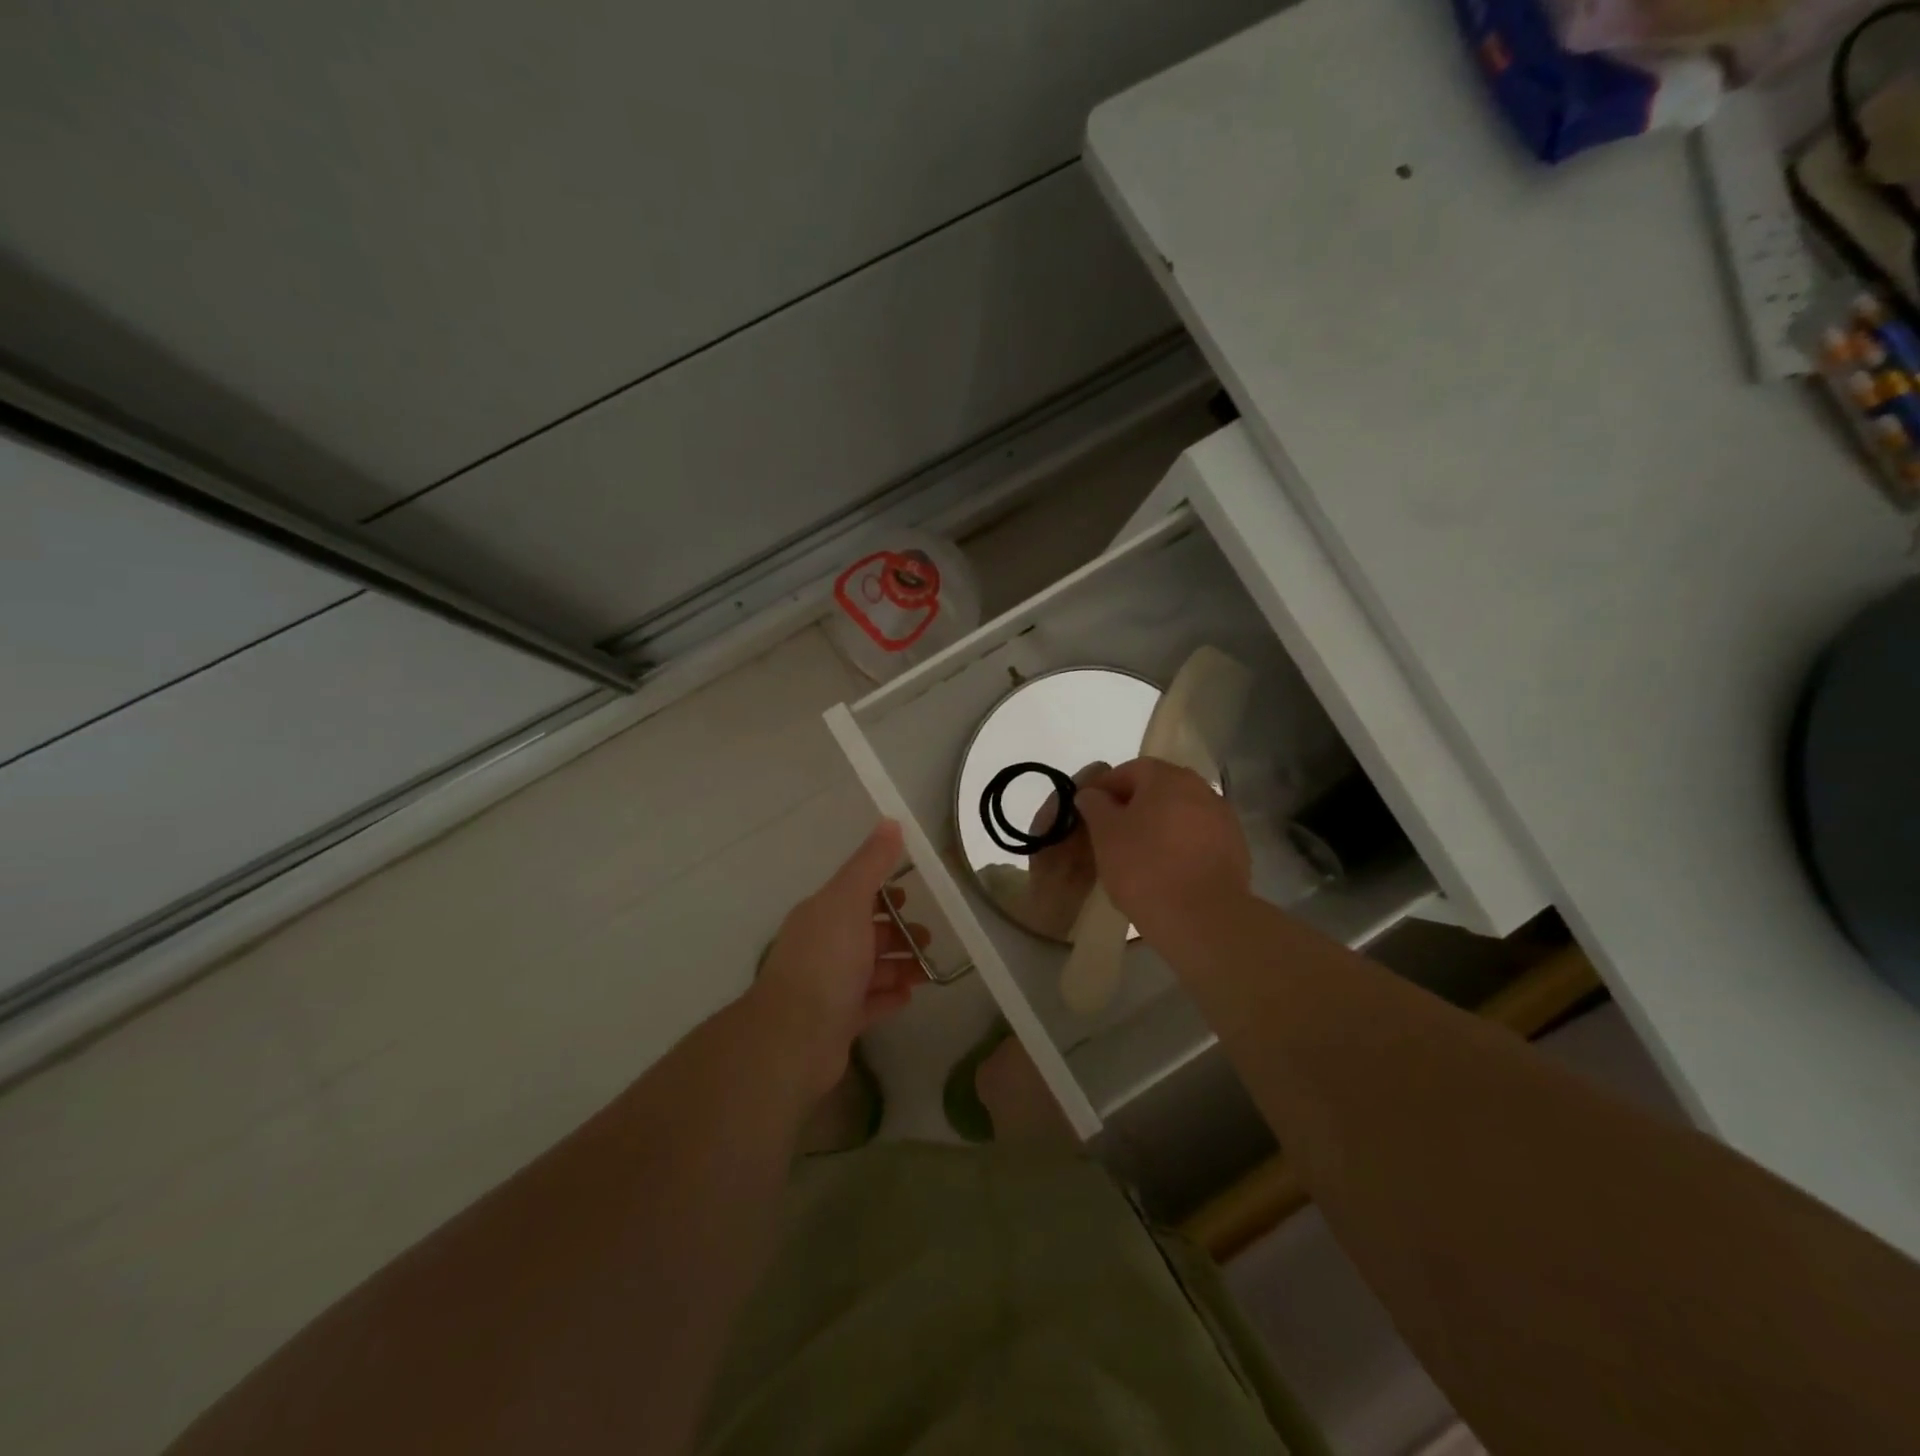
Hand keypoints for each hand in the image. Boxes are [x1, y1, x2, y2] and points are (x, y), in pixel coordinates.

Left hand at [750, 820, 926, 1097]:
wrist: (795, 1037)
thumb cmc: (825, 961)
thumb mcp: (849, 900)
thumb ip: (871, 863)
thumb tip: (891, 821)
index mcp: (822, 915)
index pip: (854, 896)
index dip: (883, 894)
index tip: (911, 897)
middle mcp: (822, 948)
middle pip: (865, 933)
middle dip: (898, 932)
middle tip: (928, 937)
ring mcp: (828, 987)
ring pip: (870, 969)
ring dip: (899, 965)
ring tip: (928, 968)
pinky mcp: (837, 1022)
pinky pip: (869, 1004)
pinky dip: (889, 997)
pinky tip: (910, 996)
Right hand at [1077, 758, 1251, 940]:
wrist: (1203, 918)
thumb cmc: (1145, 868)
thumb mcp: (1105, 834)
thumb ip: (1095, 805)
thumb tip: (1091, 793)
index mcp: (1167, 778)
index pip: (1130, 770)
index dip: (1106, 788)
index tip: (1090, 812)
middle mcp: (1201, 789)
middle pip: (1159, 789)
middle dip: (1134, 807)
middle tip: (1112, 834)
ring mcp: (1223, 819)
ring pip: (1181, 814)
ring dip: (1159, 826)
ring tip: (1139, 856)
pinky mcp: (1236, 849)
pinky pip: (1199, 838)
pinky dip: (1181, 846)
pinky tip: (1168, 871)